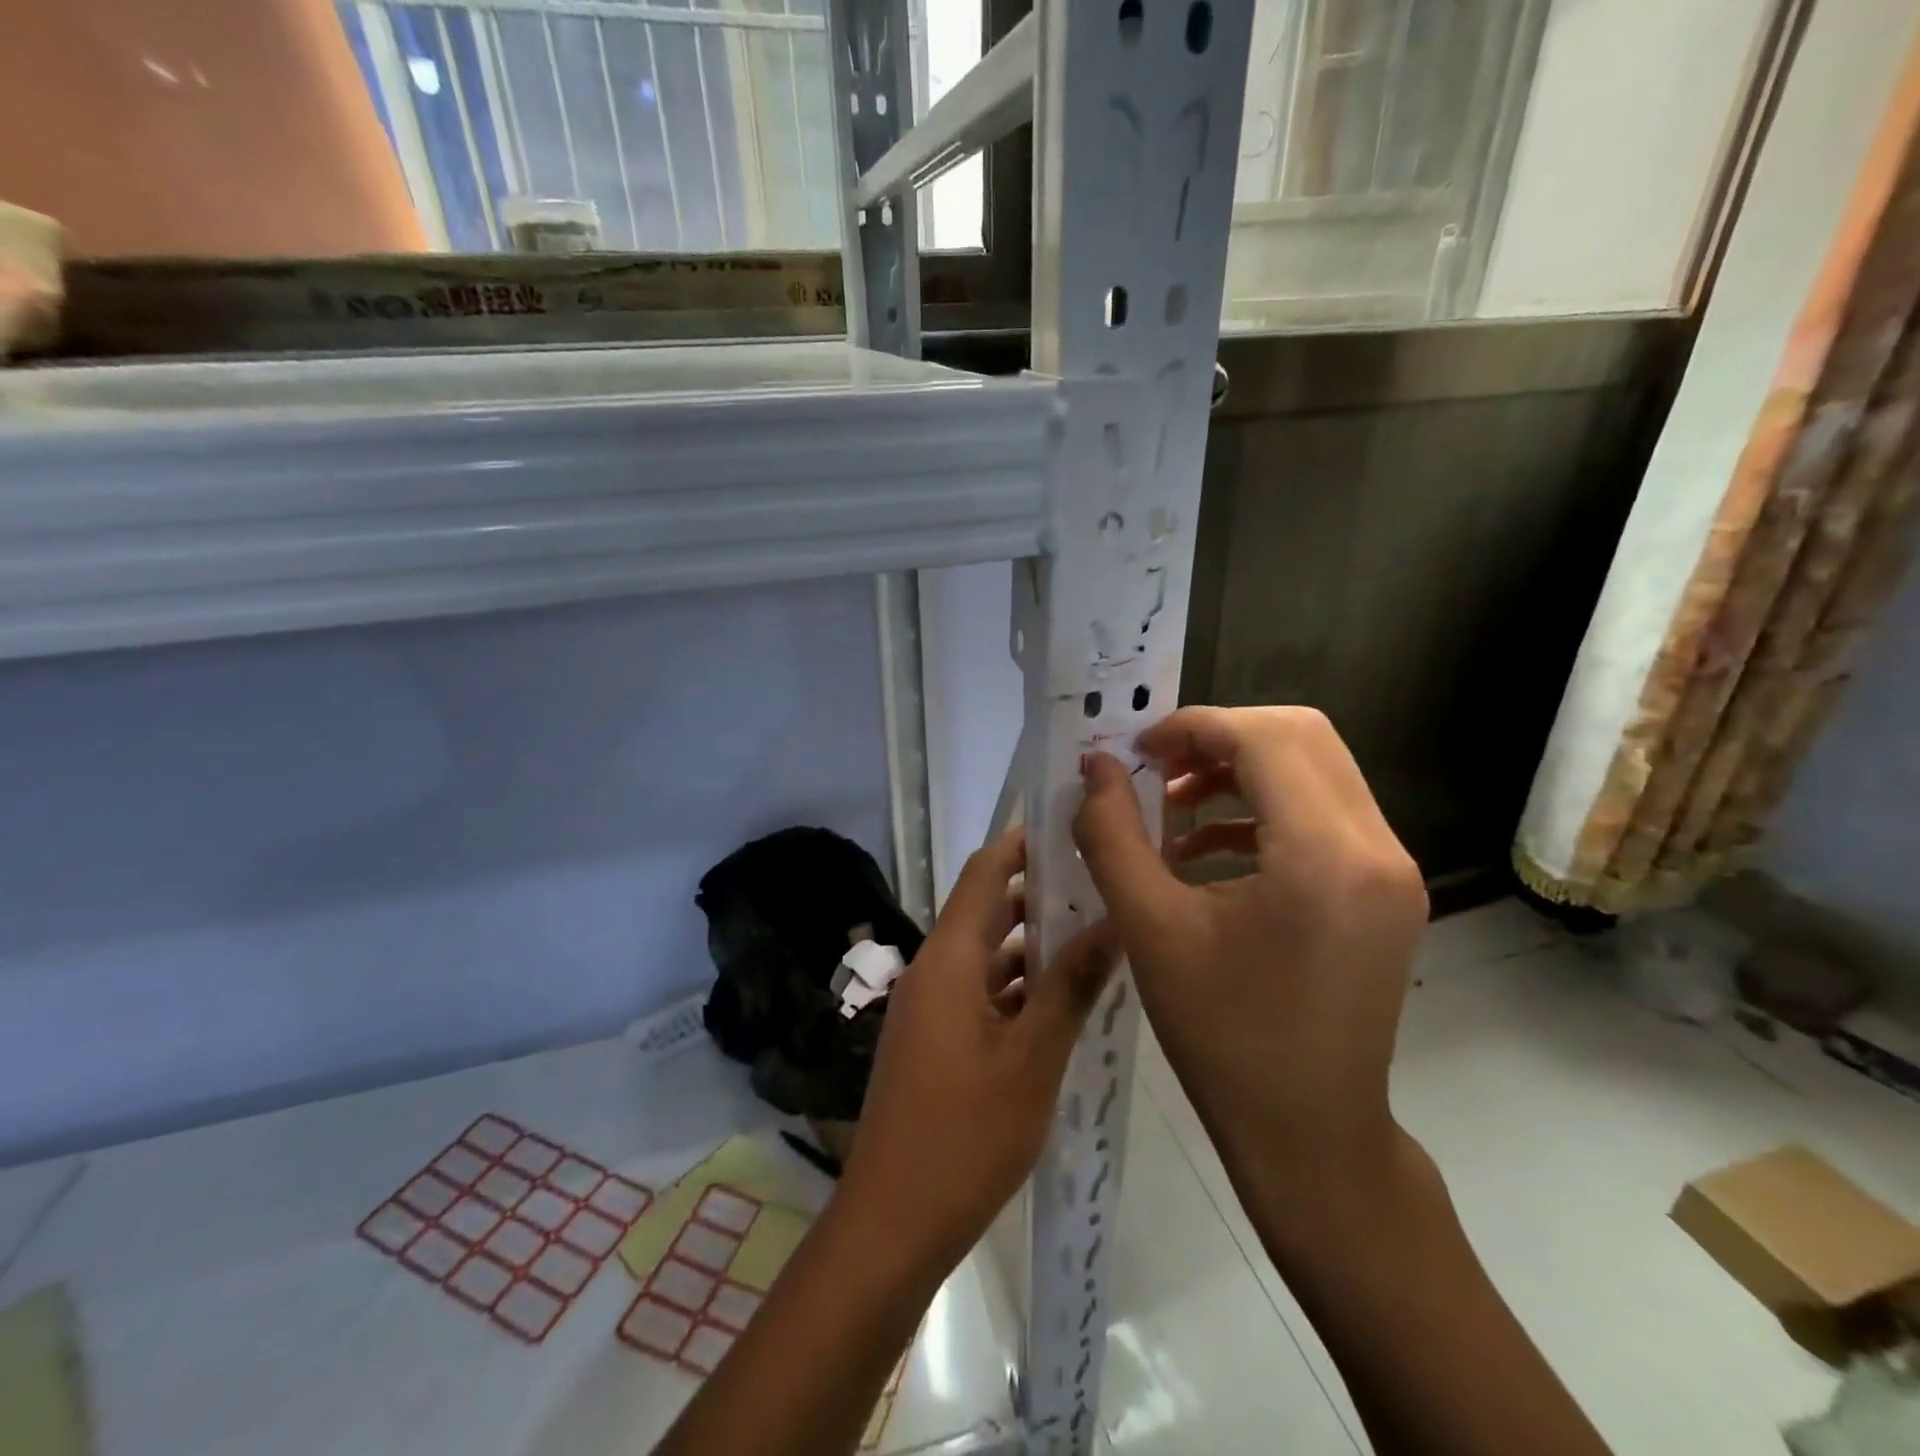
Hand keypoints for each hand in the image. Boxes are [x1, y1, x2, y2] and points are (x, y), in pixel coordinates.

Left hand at [838, 830, 1117, 1267]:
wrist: (892, 1221)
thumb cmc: (964, 1134)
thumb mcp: (1032, 1058)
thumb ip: (1071, 986)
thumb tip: (1113, 921)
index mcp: (949, 958)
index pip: (985, 872)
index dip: (1023, 842)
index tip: (1071, 824)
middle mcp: (935, 969)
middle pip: (987, 909)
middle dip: (1040, 892)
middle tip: (1102, 880)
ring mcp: (932, 1006)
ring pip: (988, 953)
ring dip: (1033, 942)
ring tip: (1097, 932)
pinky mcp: (936, 1039)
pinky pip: (981, 991)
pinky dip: (1019, 985)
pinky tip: (1065, 998)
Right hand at [1073, 706, 1426, 1199]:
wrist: (1309, 1137)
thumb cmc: (1221, 1038)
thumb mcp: (1149, 929)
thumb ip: (1112, 835)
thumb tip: (1093, 767)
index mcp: (1325, 856)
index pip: (1264, 739)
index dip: (1193, 728)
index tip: (1134, 752)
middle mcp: (1376, 848)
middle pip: (1301, 737)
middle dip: (1219, 739)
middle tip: (1154, 769)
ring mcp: (1392, 869)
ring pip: (1315, 770)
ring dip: (1240, 771)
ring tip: (1171, 809)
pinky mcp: (1386, 890)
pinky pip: (1324, 814)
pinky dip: (1263, 810)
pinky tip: (1206, 848)